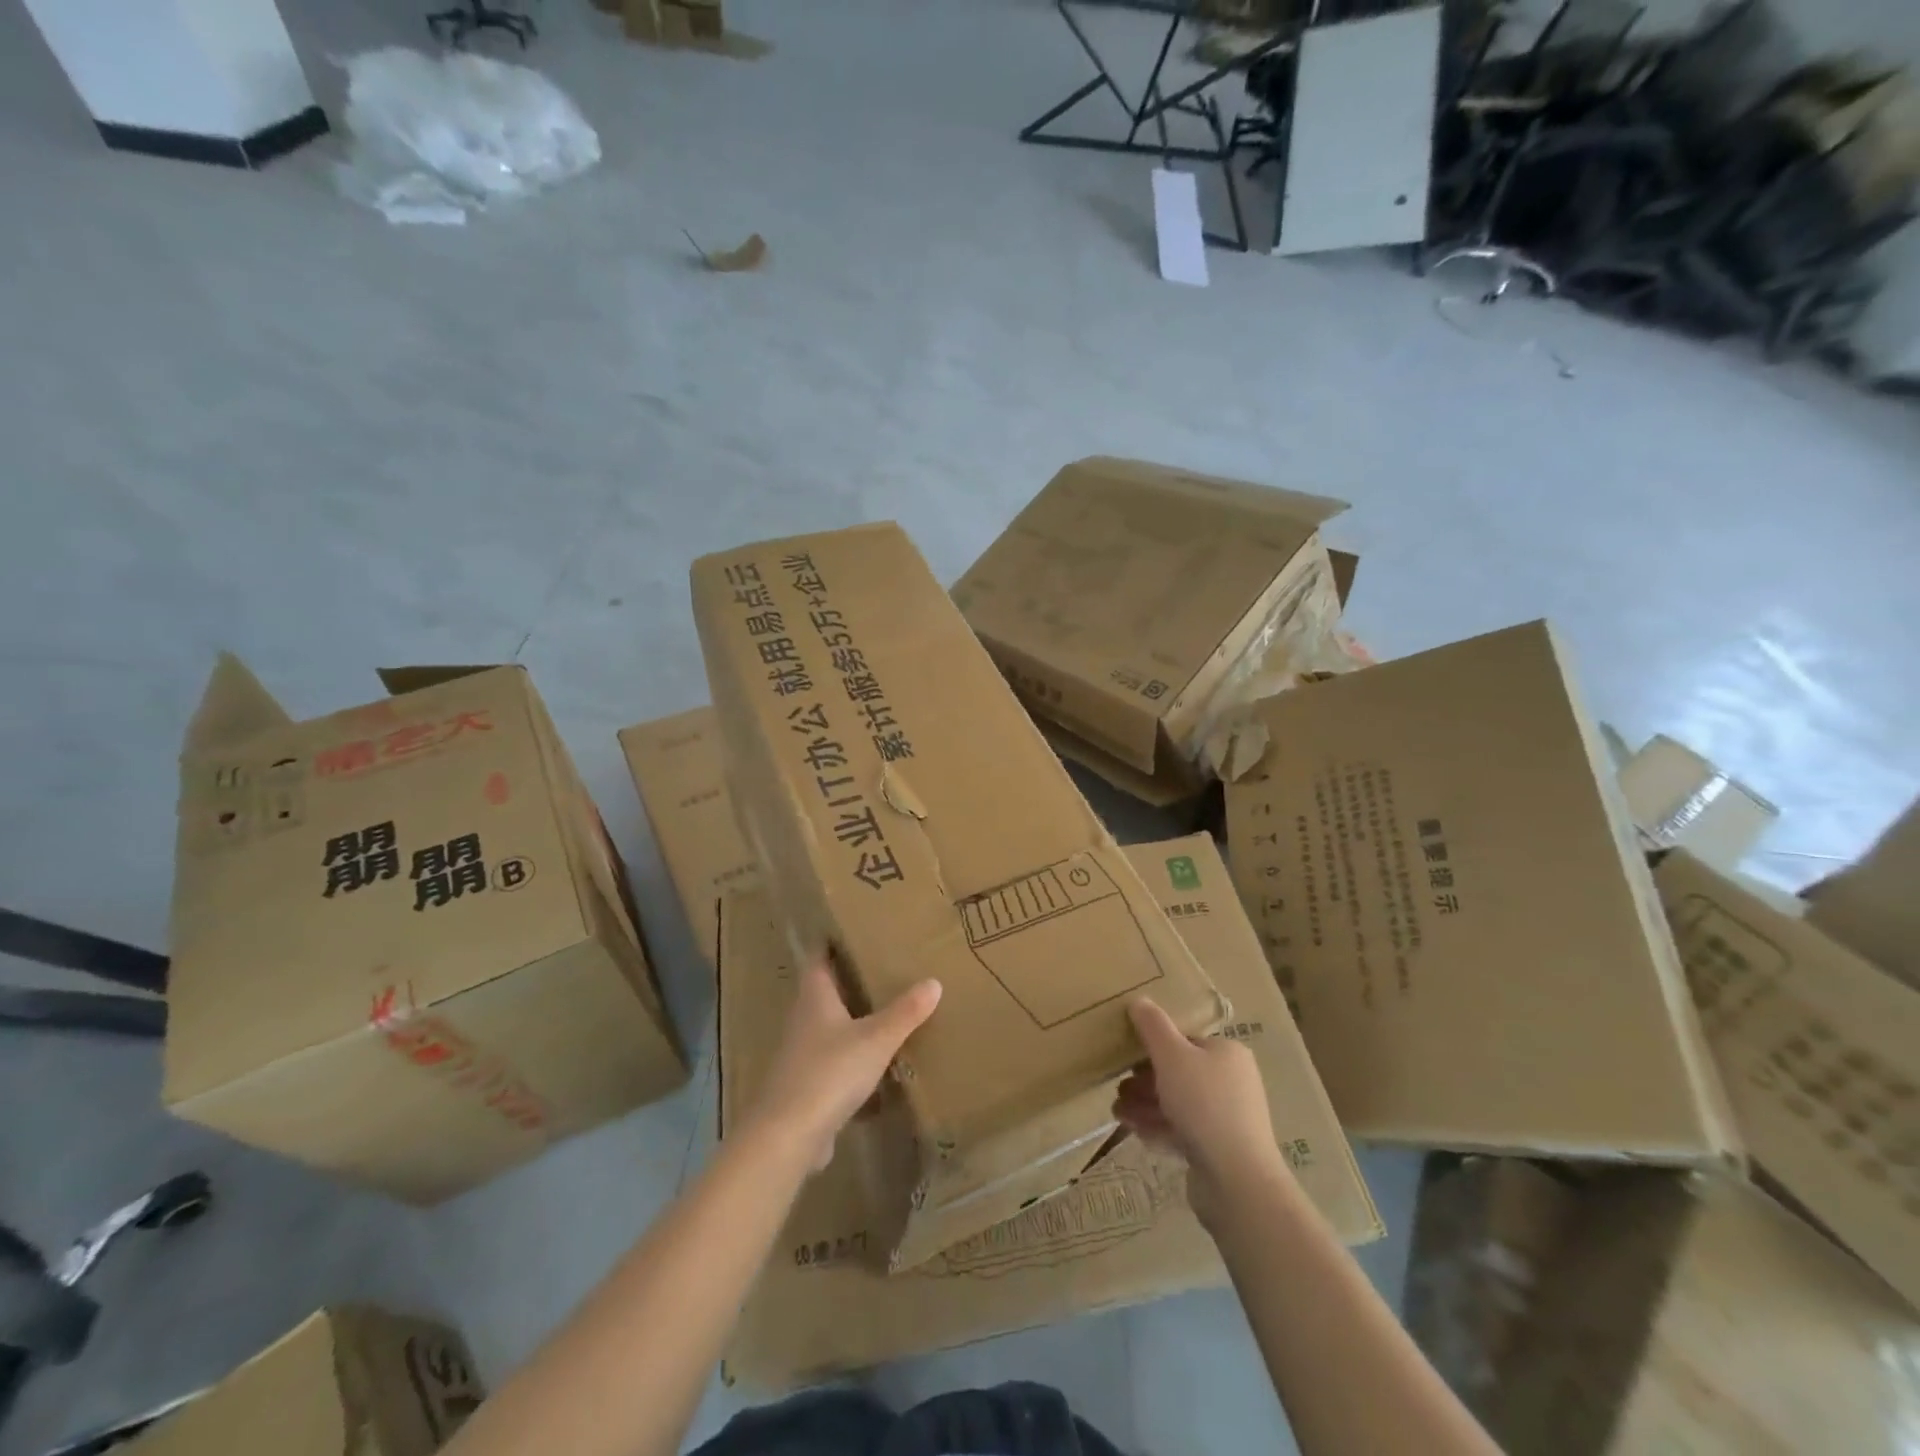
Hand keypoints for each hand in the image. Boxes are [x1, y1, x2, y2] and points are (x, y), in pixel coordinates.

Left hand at [747, 961, 941, 1171]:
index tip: (853, 929)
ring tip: (888, 1012)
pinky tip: (880, 1068)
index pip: (819, 958)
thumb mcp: (876, 1039)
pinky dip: (855, 1062)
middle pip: (825, 992)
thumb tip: (934, 981)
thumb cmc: (829, 1072)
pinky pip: (835, 1064)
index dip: (832, 942)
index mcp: (814, 998)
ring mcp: (802, 1055)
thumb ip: (905, 1012)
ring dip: (854, 1022)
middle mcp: (804, 1020)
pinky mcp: (807, 1087)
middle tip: (883, 967)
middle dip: (850, 981)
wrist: (788, 1136)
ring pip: (831, 1029)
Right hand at [1114, 997, 1284, 1221]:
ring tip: (1116, 1112)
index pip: (1186, 1040)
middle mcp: (1232, 1082)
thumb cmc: (1204, 1105)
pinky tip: (1135, 1132)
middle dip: (1144, 1081)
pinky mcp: (1220, 1150)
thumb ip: (1153, 1027)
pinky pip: (1184, 1131)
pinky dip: (1158, 1128)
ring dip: (1145, 1105)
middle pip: (1179, 1073)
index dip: (1154, 1046)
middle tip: (1117, 1087)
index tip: (1126, 1057)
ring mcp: (1228, 1119)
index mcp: (1227, 1054)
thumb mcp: (1172, 1056)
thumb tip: (1139, 1001)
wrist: (1237, 1181)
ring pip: (1178, 1104)